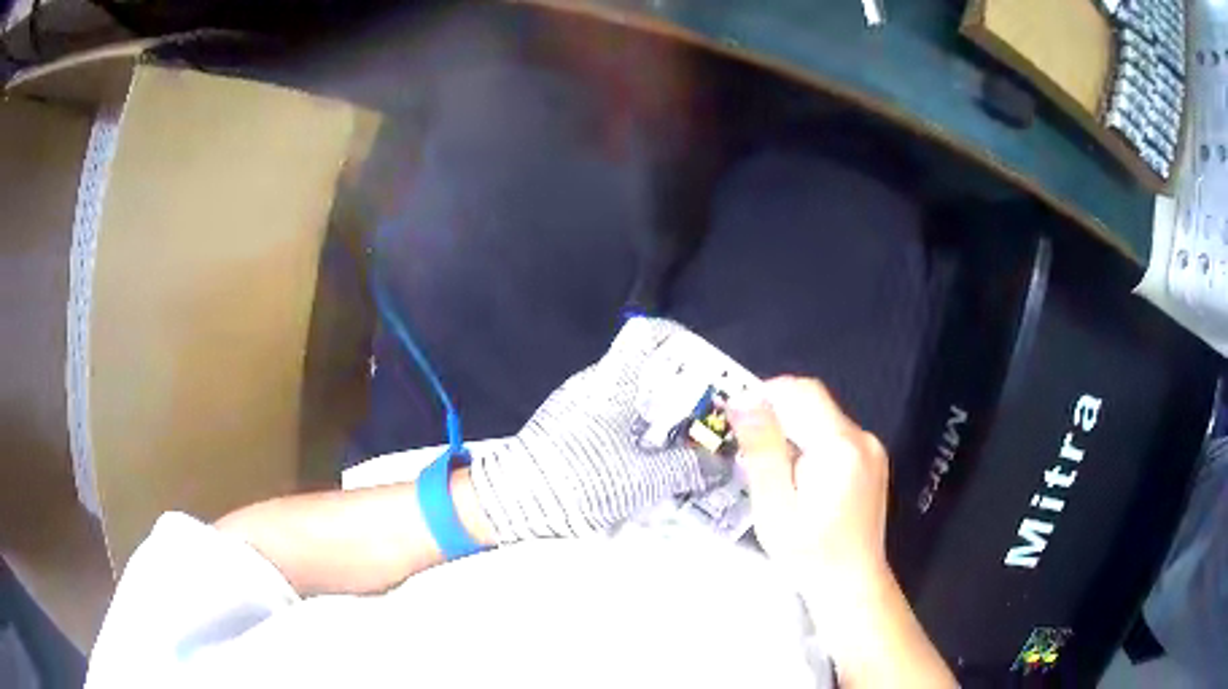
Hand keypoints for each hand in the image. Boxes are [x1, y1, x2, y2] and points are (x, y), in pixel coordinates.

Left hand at [470, 317, 712, 542]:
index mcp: (612, 382)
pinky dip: (635, 436)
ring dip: (658, 419)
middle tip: (707, 419)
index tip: (706, 366)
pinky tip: (649, 466)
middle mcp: (592, 385)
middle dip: (680, 393)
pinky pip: (611, 422)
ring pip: (628, 399)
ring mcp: (575, 406)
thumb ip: (687, 468)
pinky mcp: (565, 430)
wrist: (511, 502)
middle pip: (643, 370)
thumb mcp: (642, 479)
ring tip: (685, 448)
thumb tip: (720, 464)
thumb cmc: (581, 478)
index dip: (679, 339)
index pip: (646, 335)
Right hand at [729, 377, 955, 687]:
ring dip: (794, 435)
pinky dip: (812, 448)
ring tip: (774, 476)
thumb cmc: (809, 554)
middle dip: (779, 419)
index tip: (739, 421)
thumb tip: (743, 399)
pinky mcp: (873, 464)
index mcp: (840, 446)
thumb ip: (762, 450)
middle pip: (814, 405)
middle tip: (751, 456)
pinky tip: (800, 484)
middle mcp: (862, 438)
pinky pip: (836, 439)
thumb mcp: (775, 506)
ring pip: (824, 422)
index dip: (768, 394)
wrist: (853, 587)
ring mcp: (872, 451)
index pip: (803, 391)